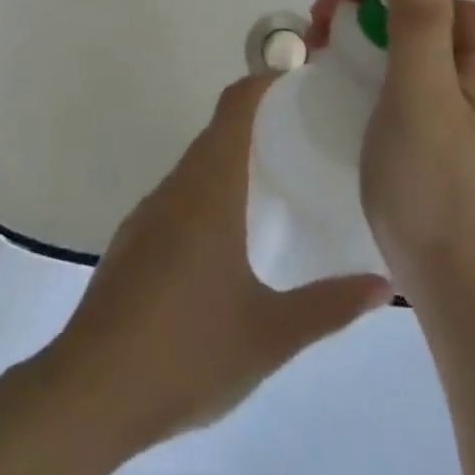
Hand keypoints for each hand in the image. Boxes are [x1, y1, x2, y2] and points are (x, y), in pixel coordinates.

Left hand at [43, 76, 391, 448]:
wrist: (87, 394)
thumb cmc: (186, 351)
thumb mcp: (270, 335)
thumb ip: (329, 307)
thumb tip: (386, 285)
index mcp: (209, 188)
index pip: (235, 106)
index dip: (265, 82)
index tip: (300, 81)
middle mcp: (176, 188)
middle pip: (216, 132)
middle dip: (256, 121)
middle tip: (303, 137)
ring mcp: (147, 215)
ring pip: (195, 167)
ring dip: (230, 160)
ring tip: (273, 184)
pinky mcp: (131, 244)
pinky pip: (177, 198)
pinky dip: (207, 194)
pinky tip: (225, 241)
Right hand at [308, 0, 474, 300]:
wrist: (454, 280)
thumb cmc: (436, 187)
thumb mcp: (420, 93)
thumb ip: (420, 12)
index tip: (329, 2)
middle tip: (317, 31)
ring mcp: (469, 68)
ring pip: (404, 14)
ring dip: (357, 20)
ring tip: (320, 47)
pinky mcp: (447, 93)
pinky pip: (404, 46)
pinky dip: (367, 46)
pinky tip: (339, 62)